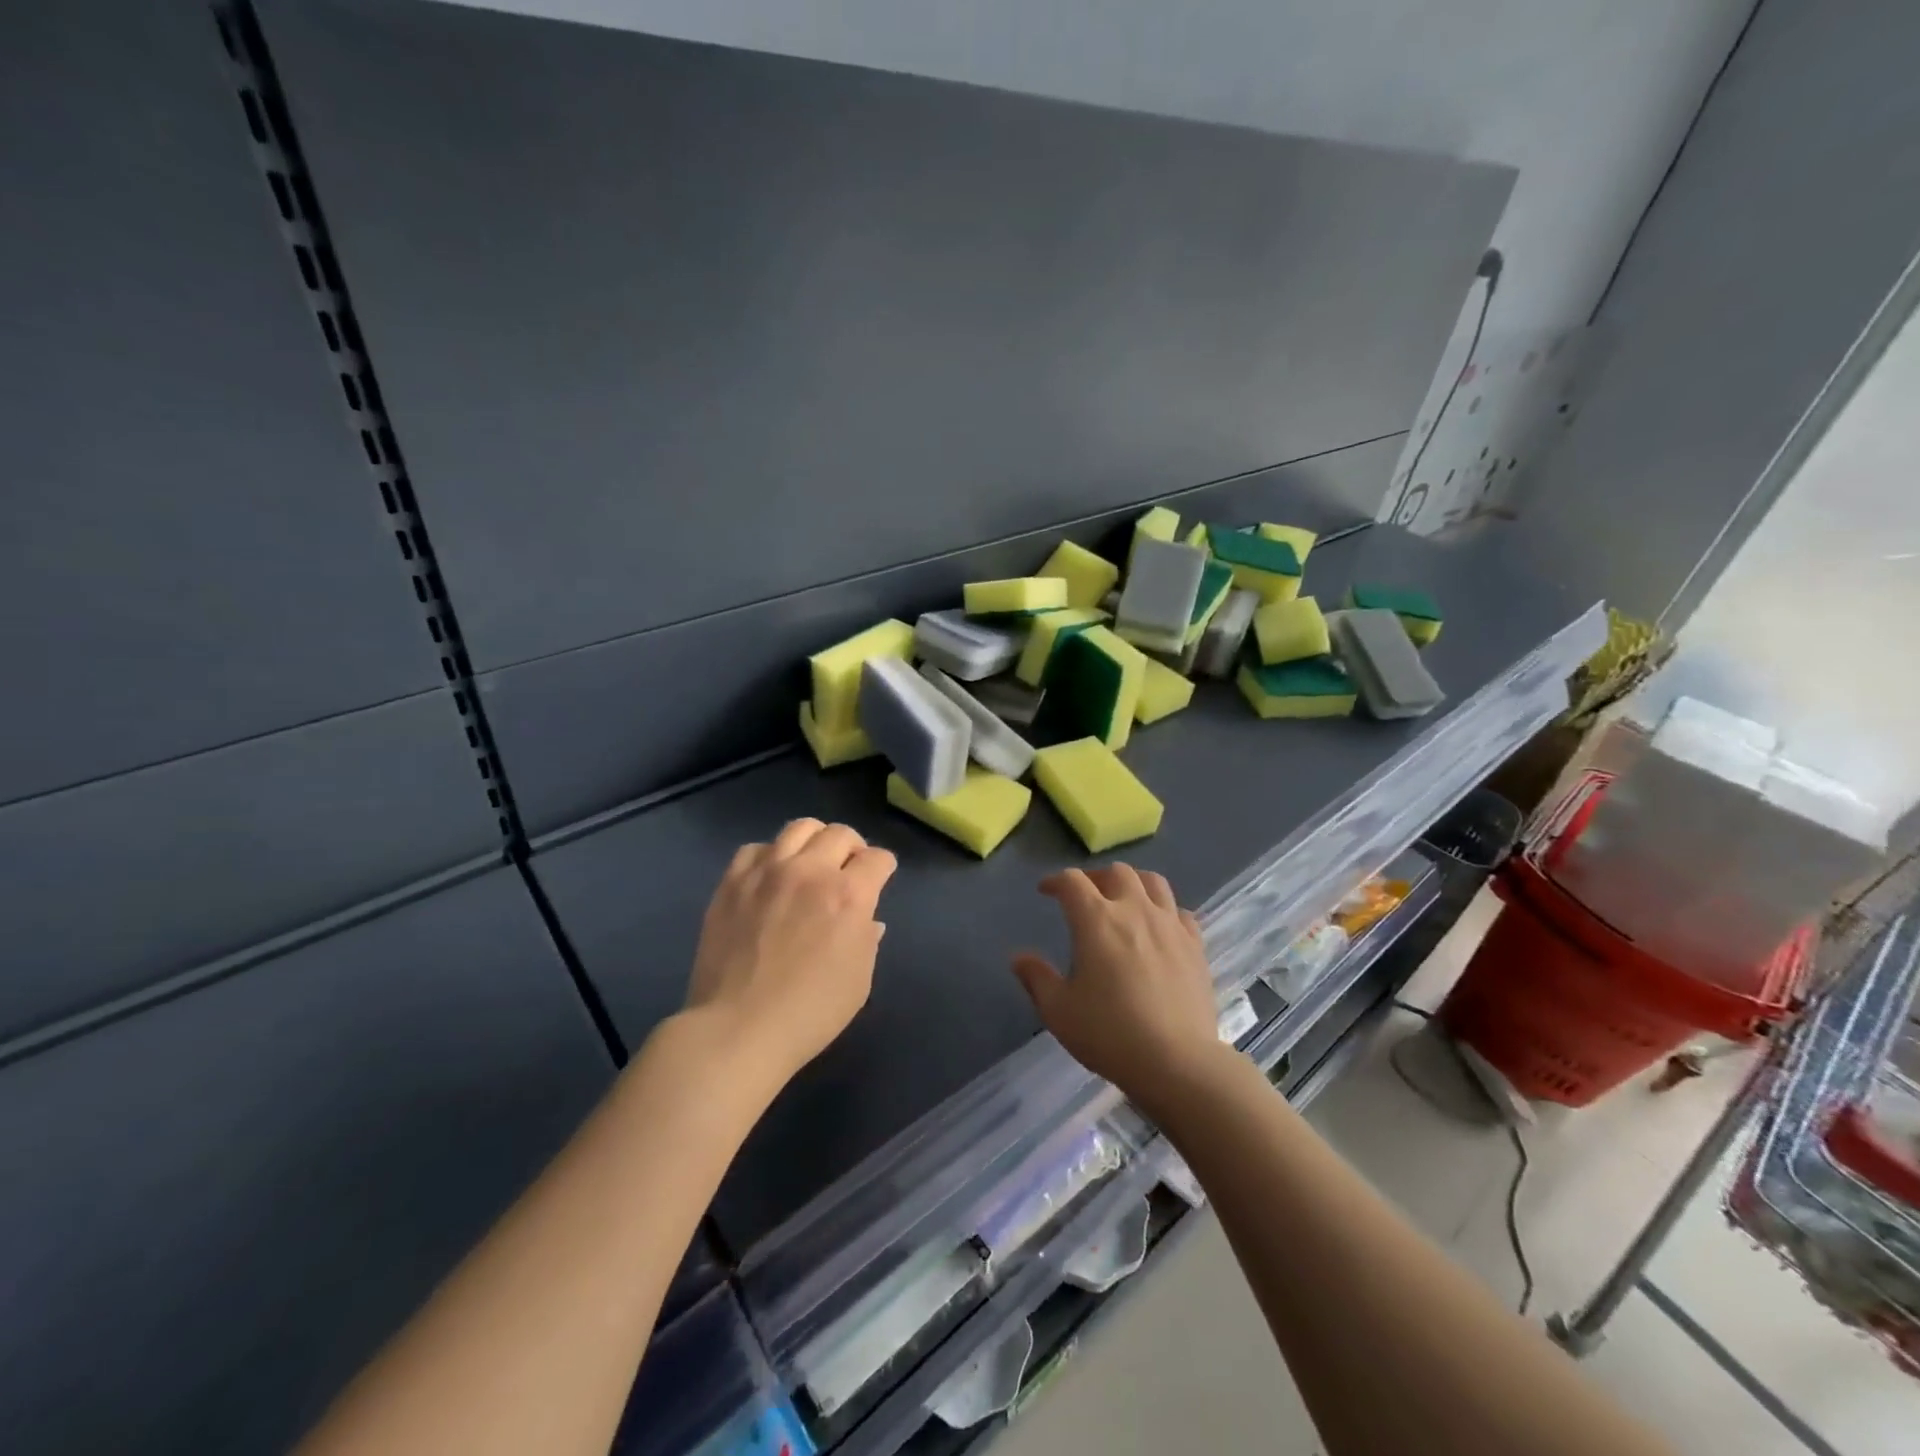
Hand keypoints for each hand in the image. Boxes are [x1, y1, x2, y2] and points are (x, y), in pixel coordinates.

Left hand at [682, 818, 896, 1086]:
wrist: (738, 1029)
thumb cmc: (810, 1013)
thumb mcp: (859, 981)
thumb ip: (867, 940)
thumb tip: (867, 920)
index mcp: (850, 895)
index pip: (877, 858)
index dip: (883, 868)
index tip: (879, 879)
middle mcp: (811, 871)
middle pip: (840, 833)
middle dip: (852, 848)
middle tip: (847, 870)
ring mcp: (768, 871)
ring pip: (799, 828)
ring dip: (814, 841)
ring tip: (810, 863)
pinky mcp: (733, 881)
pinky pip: (756, 848)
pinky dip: (770, 856)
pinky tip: (770, 877)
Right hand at [1011, 865, 1223, 1111]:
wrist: (1177, 1062)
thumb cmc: (1109, 1034)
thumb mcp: (1059, 1010)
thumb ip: (1036, 978)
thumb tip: (1019, 958)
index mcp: (1096, 920)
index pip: (1072, 881)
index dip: (1055, 881)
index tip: (1046, 891)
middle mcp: (1134, 910)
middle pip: (1116, 872)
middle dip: (1095, 877)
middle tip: (1085, 896)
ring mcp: (1170, 925)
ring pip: (1153, 882)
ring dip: (1133, 883)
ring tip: (1124, 900)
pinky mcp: (1195, 945)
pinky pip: (1180, 911)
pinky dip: (1164, 910)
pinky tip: (1159, 927)